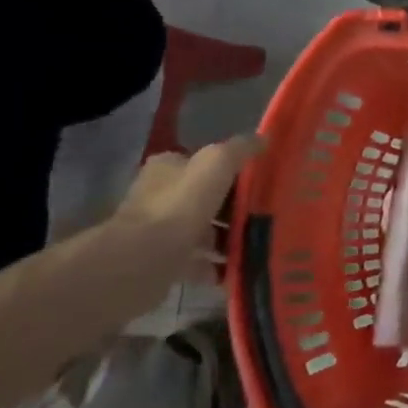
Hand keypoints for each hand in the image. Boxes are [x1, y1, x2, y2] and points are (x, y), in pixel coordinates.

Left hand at [107, 136, 263, 285]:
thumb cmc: (181, 204)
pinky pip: (197, 262)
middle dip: (232, 207)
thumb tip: (262, 139)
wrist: (144, 260)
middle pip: (204, 198)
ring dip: (227, 237)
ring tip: (257, 242)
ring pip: (202, 231)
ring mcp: (157, 232)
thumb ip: (240, 149)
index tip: (256, 180)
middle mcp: (158, 196)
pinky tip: (239, 268)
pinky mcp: (160, 263)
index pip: (200, 162)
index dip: (228, 169)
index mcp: (167, 168)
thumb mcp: (217, 163)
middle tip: (263, 213)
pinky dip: (216, 266)